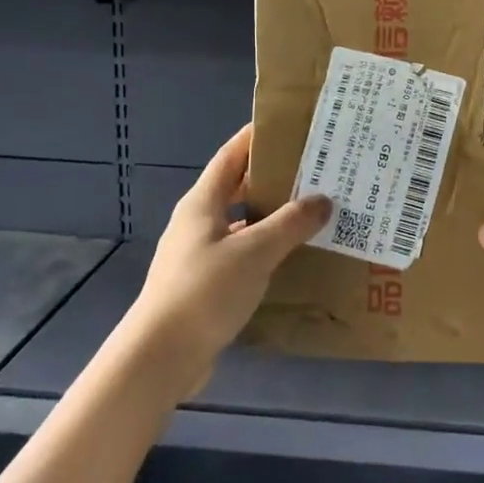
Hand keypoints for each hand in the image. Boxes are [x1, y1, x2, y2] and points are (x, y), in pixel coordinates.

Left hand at [127, 124, 330, 398]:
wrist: (161, 356)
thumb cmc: (204, 291)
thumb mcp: (254, 252)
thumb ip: (290, 224)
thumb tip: (322, 200)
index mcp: (203, 202)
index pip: (231, 156)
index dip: (256, 138)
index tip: (290, 126)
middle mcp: (199, 222)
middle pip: (238, 187)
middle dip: (273, 177)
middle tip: (315, 170)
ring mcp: (200, 254)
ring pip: (242, 223)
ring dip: (272, 216)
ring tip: (313, 211)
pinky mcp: (206, 283)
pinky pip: (242, 254)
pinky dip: (266, 249)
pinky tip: (293, 257)